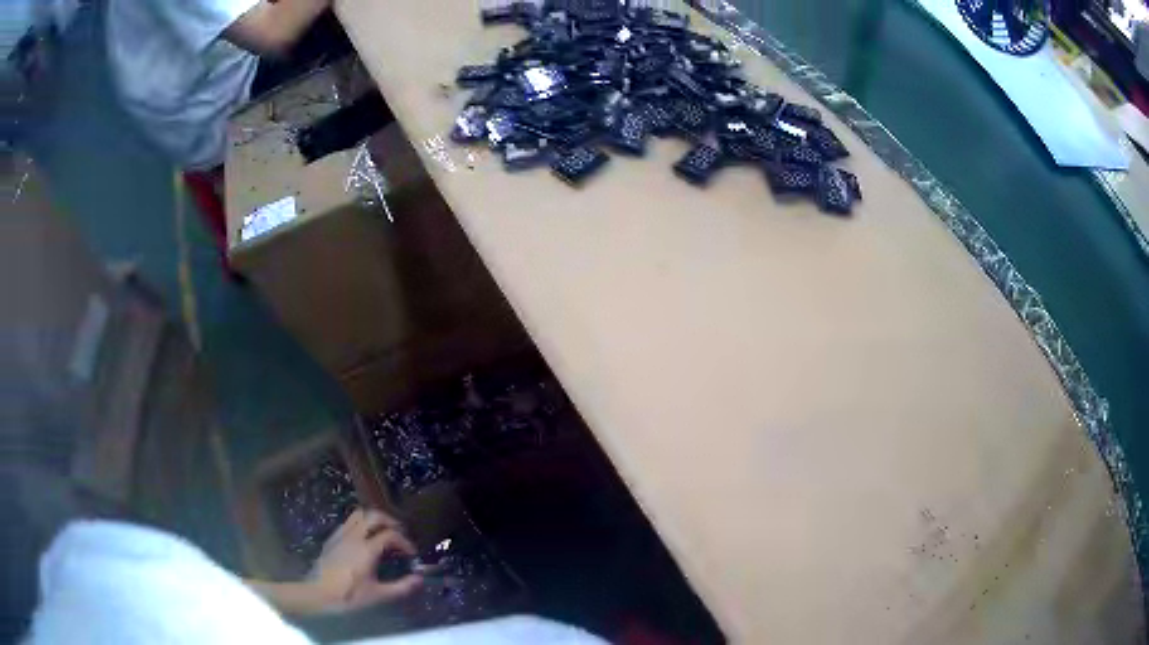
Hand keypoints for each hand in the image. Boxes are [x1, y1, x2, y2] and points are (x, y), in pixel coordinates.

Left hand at [308, 508, 422, 612]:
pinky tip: (364, 541)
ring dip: (374, 520)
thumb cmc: (349, 596)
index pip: (391, 535)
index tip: (411, 554)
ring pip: (359, 515)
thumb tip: (419, 579)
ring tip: (382, 533)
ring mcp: (341, 535)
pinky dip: (361, 525)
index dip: (405, 542)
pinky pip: (348, 523)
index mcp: (367, 549)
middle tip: (399, 535)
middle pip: (374, 516)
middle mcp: (354, 536)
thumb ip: (401, 587)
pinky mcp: (332, 539)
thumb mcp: (379, 595)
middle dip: (390, 522)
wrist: (318, 594)